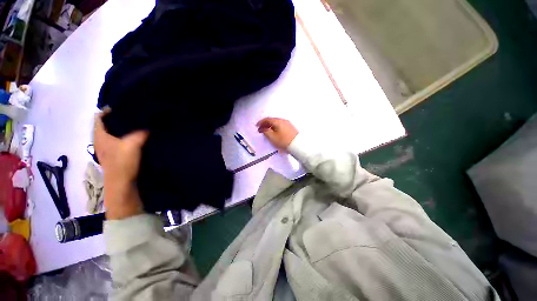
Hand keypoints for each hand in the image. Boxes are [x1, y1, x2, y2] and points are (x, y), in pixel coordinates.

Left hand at [93, 109, 148, 218]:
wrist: (122, 184)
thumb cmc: (123, 163)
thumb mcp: (133, 144)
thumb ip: (140, 133)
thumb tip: (149, 124)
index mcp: (100, 136)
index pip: (99, 117)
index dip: (108, 110)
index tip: (122, 107)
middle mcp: (100, 141)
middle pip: (106, 125)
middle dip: (116, 119)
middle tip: (132, 115)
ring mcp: (107, 150)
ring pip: (112, 134)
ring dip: (121, 129)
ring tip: (135, 125)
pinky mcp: (114, 156)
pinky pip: (117, 142)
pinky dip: (124, 138)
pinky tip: (135, 138)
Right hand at [256, 117, 297, 148]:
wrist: (298, 145)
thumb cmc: (284, 141)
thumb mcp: (272, 137)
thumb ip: (266, 132)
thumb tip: (263, 129)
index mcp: (278, 121)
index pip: (267, 119)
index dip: (261, 122)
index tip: (257, 126)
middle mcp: (283, 120)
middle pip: (272, 120)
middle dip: (265, 124)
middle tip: (261, 129)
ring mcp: (288, 124)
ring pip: (276, 123)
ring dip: (270, 126)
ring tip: (267, 132)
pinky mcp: (291, 128)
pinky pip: (281, 125)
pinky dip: (275, 127)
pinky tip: (275, 132)